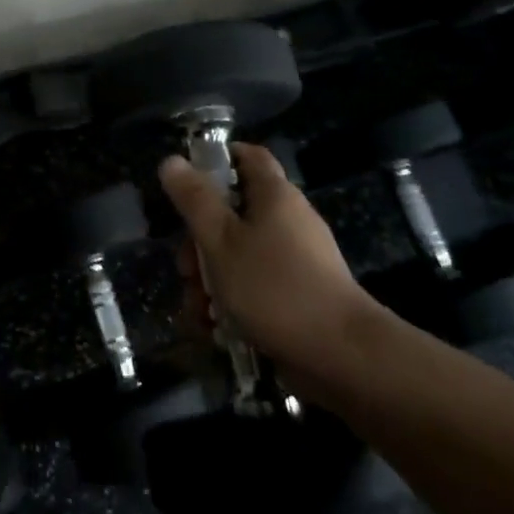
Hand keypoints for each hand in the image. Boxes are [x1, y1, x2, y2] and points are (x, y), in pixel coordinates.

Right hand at [160, 143, 371, 374]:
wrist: (341, 356)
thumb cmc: (274, 286)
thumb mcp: (221, 240)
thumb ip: (194, 200)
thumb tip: (172, 160)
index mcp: (274, 196)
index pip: (247, 157)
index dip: (217, 160)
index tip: (186, 183)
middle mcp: (287, 221)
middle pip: (233, 214)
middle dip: (199, 243)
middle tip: (185, 270)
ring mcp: (295, 261)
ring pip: (239, 257)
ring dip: (210, 281)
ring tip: (198, 312)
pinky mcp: (297, 297)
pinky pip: (255, 289)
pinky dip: (232, 305)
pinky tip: (215, 330)